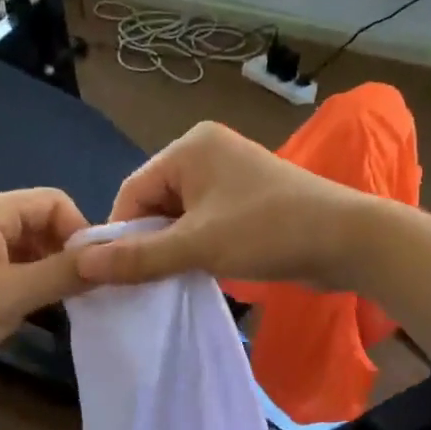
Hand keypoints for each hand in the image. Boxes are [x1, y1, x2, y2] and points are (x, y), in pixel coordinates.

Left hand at [0, 188, 89, 370]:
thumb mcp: (15, 293)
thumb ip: (65, 273)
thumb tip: (112, 258)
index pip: (53, 201)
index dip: (79, 231)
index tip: (94, 269)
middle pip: (40, 222)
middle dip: (64, 253)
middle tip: (83, 290)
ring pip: (27, 247)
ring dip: (48, 271)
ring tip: (65, 303)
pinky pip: (10, 265)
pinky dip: (28, 282)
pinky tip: (39, 310)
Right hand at [76, 122, 367, 289]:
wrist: (348, 240)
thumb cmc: (268, 231)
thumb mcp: (198, 246)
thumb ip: (139, 257)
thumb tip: (82, 266)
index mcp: (190, 147)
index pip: (133, 191)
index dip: (121, 234)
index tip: (116, 274)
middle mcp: (206, 152)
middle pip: (155, 203)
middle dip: (149, 242)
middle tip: (146, 282)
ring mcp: (229, 175)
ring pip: (179, 216)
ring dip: (173, 248)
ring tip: (172, 279)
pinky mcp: (246, 199)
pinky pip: (204, 221)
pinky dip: (196, 246)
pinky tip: (197, 271)